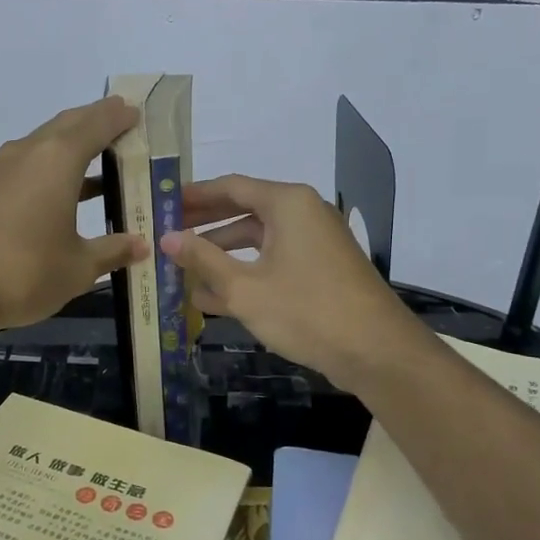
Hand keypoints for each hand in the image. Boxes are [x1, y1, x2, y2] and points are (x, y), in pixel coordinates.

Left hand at [0, 98, 149, 335]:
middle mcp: (30, 153)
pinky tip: (67, 193)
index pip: (96, 124)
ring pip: (46, 143)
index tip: (137, 112)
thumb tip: (140, 245)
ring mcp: (3, 171)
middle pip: (68, 124)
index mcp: (58, 159)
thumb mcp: (79, 266)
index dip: (119, 117)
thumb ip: (112, 250)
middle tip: (123, 125)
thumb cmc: (26, 271)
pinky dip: (54, 167)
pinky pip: (30, 164)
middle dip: (96, 121)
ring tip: (102, 158)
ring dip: (73, 145)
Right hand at [160, 175, 427, 392]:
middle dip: (204, 225)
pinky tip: (212, 298)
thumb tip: (166, 237)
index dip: (194, 196)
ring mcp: (315, 242)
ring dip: (221, 255)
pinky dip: (246, 273)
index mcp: (287, 203)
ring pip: (258, 241)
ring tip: (181, 270)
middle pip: (243, 211)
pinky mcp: (321, 270)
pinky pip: (274, 261)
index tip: (162, 204)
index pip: (230, 187)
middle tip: (167, 234)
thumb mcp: (244, 287)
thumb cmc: (306, 311)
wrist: (377, 352)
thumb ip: (202, 259)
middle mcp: (303, 213)